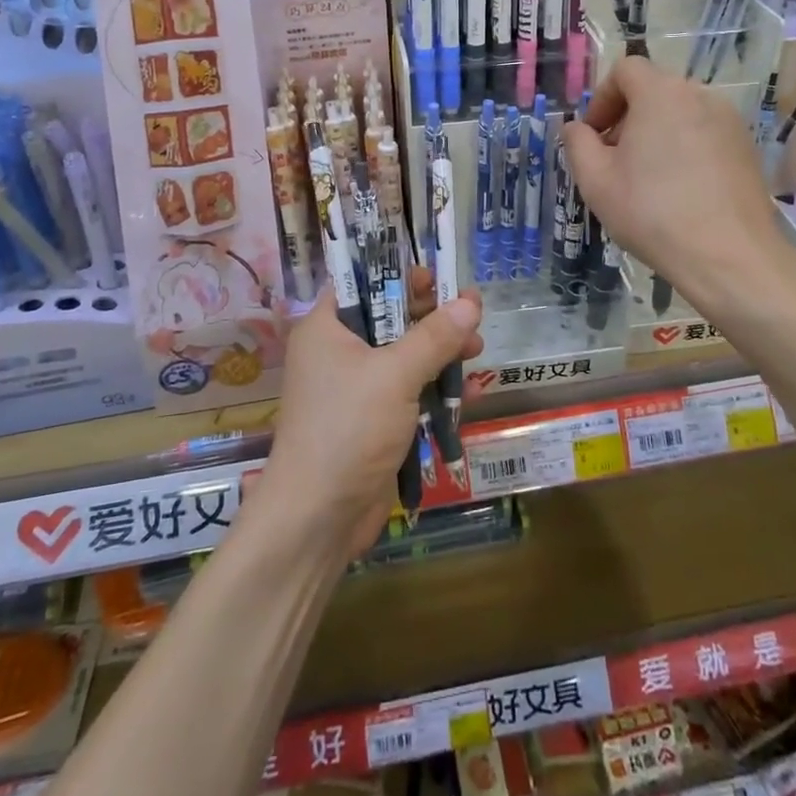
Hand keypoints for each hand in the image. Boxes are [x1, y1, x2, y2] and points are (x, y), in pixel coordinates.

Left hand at [259, 272, 482, 558]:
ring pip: (403, 356)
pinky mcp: (371, 420)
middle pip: (389, 319)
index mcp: (327, 328)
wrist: (317, 518)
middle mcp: (337, 352)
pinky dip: (433, 387)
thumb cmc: (348, 429)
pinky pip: (407, 391)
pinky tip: (468, 389)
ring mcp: (354, 388)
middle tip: (471, 313)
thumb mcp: (395, 375)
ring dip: (440, 353)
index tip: (439, 278)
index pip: (363, 283)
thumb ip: (435, 336)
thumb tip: (470, 301)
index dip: (400, 276)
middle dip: (432, 317)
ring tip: (477, 349)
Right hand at [562, 56, 795, 313]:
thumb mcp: (595, 180)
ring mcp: (729, 120)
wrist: (728, 256)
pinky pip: (704, 133)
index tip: (594, 136)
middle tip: (615, 160)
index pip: (625, 69)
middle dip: (628, 117)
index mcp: (660, 93)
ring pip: (680, 112)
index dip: (602, 98)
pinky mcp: (747, 147)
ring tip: (647, 178)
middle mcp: (699, 95)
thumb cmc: (652, 213)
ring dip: (656, 133)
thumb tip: (577, 128)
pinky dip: (685, 148)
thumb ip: (577, 143)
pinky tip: (680, 190)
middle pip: (654, 90)